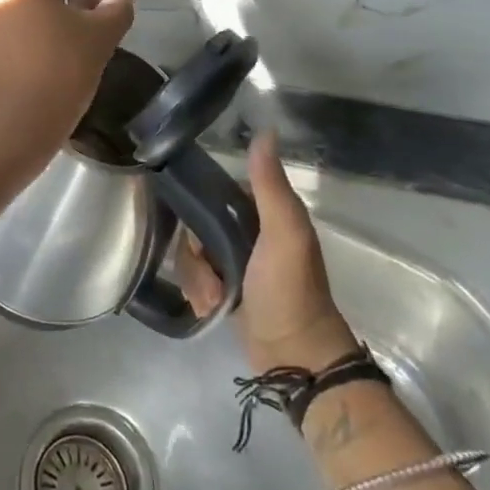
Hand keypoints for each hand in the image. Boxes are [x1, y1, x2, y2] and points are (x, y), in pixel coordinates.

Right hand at [180, 130, 358, 372]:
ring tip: (213, 299)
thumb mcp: (283, 233)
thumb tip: (266, 130)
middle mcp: (248, 232)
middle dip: (197, 254)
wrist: (295, 359)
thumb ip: (270, 185)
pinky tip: (209, 308)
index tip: (199, 233)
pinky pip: (196, 277)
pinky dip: (198, 292)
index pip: (215, 192)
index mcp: (264, 213)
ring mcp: (237, 262)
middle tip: (211, 276)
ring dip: (197, 277)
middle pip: (198, 225)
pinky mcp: (226, 289)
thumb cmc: (289, 290)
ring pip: (193, 253)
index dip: (200, 208)